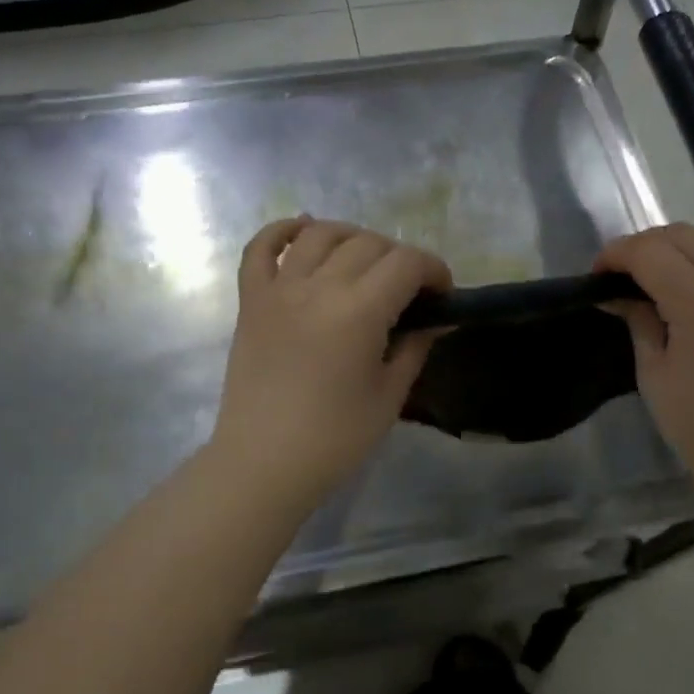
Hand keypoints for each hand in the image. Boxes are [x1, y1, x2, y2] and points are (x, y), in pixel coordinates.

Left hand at [208, 218, 450, 507]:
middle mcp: (318, 287)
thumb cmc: (334, 439)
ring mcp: (279, 289)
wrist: (262, 464)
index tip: (443, 293)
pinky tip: (304, 230)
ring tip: (365, 261)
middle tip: (408, 290)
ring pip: (321, 234)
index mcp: (358, 311)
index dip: (434, 270)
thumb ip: (415, 346)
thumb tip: (438, 319)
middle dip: (399, 258)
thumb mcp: (389, 395)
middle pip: (368, 243)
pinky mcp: (251, 300)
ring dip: (352, 237)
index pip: (406, 263)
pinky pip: (261, 248)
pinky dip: (283, 230)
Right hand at [595, 223, 693, 498]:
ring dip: (679, 242)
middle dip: (643, 246)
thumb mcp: (655, 375)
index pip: (651, 252)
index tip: (597, 275)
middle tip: (622, 276)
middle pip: (681, 234)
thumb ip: (638, 321)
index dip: (616, 254)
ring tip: (660, 272)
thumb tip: (615, 293)